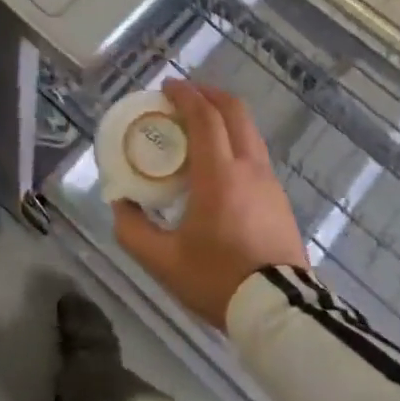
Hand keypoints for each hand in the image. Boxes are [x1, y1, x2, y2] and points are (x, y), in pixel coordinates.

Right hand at [113, 79, 309, 329]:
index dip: (185, 95)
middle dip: (208, 94)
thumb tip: (119, 203)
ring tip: (198, 127)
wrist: (280, 313)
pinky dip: (234, 140)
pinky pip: (255, 152)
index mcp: (219, 174)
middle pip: (234, 111)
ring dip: (223, 116)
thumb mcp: (163, 261)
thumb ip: (132, 229)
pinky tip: (218, 163)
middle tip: (183, 97)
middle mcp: (248, 167)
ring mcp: (269, 181)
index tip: (166, 87)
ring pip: (248, 130)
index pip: (205, 117)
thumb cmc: (218, 280)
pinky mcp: (279, 198)